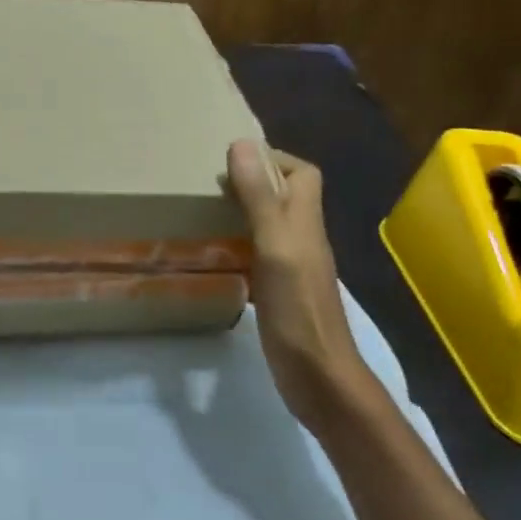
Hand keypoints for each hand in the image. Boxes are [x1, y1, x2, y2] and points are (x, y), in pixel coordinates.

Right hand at [225, 140, 373, 424]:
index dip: (273, 159)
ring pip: (269, 225)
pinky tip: (214, 254)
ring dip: (242, 213)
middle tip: (209, 185)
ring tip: (203, 212)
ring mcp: (292, 267)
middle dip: (252, 183)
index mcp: (305, 222)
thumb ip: (259, 197)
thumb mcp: (275, 245)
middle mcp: (302, 239)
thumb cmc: (297, 307)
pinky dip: (237, 247)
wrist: (317, 375)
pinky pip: (258, 255)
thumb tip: (241, 144)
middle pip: (284, 197)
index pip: (303, 173)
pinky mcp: (279, 292)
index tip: (233, 161)